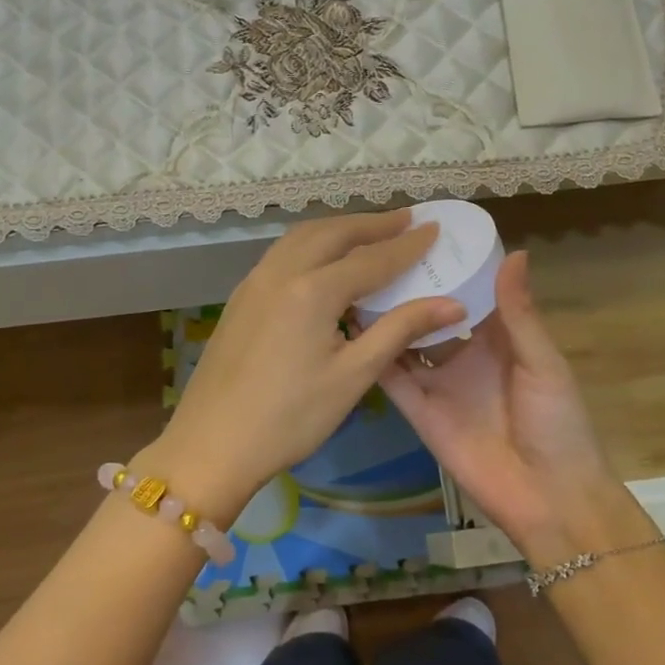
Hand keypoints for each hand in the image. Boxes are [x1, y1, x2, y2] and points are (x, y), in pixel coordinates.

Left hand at [147, 211, 465, 520]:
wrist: (211, 444)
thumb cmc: (290, 417)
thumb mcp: (353, 376)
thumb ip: (401, 331)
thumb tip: (452, 305)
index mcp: (312, 290)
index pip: (371, 258)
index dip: (407, 245)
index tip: (434, 228)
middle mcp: (281, 272)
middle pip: (333, 233)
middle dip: (372, 224)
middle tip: (406, 219)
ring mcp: (255, 281)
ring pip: (302, 237)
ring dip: (339, 228)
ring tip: (369, 231)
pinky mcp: (241, 296)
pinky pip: (283, 253)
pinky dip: (312, 243)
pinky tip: (323, 259)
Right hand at [380, 252, 646, 559]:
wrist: (549, 498)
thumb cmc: (558, 423)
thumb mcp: (542, 362)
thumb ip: (519, 312)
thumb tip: (514, 252)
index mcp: (499, 338)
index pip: (470, 294)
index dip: (450, 267)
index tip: (422, 234)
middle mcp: (465, 355)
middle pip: (431, 314)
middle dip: (410, 288)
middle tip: (378, 252)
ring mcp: (439, 383)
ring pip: (405, 341)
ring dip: (386, 317)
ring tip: (356, 281)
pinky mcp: (419, 411)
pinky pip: (393, 379)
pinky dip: (373, 356)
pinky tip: (350, 328)